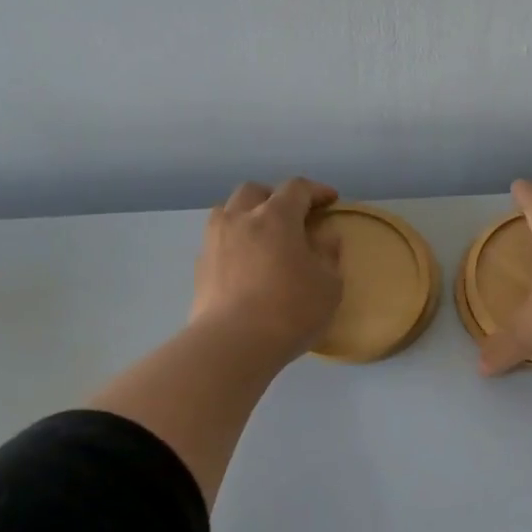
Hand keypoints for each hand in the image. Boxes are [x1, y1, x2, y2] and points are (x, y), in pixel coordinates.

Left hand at [191, 178, 343, 360]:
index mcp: (275, 217)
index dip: (316, 190)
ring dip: (248, 214)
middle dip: (276, 197)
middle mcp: (240, 219)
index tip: (331, 200)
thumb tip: (325, 236)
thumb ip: (328, 254)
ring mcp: (215, 241)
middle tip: (293, 215)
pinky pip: (219, 240)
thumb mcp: (329, 285)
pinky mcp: (201, 266)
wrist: (234, 343)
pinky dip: (235, 242)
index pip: (297, 188)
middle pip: (255, 191)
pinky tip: (246, 263)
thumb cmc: (291, 310)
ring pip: (229, 211)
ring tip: (262, 235)